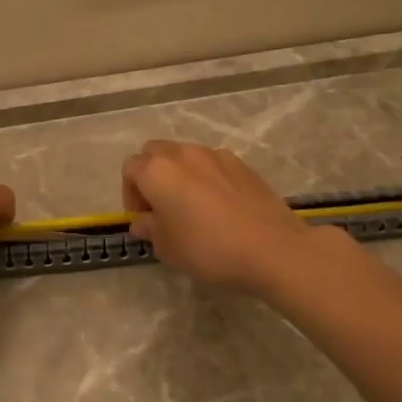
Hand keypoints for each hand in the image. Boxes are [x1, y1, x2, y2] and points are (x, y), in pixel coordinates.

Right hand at [122, 140, 331, 294]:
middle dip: (151, 176)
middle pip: (154, 153)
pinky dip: (206, 178)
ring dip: (179, 175)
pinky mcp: (242, 164)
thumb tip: (144, 221)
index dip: (130, 194)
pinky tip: (219, 207)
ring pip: (185, 156)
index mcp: (157, 171)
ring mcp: (215, 155)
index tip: (143, 219)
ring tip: (192, 207)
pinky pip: (212, 164)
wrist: (272, 248)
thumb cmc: (208, 249)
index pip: (130, 169)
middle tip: (161, 208)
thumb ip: (149, 229)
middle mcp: (183, 154)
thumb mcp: (167, 248)